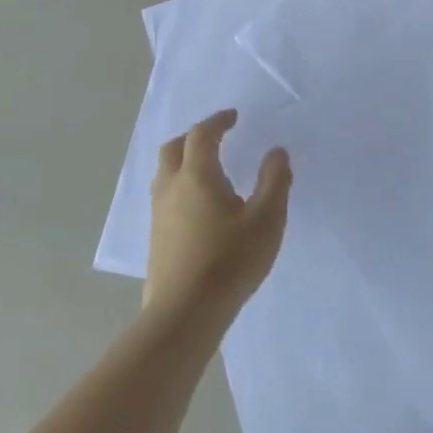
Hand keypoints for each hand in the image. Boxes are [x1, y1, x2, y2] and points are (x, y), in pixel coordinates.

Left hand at [146, 110, 290, 321]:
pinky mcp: (156, 239)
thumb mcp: (266, 219)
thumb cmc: (230, 261)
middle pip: (174, 149)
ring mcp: (159, 215)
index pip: (202, 135)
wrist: (185, 314)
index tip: (233, 117)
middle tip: (216, 137)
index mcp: (197, 176)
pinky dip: (180, 185)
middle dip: (194, 136)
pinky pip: (164, 197)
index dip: (217, 122)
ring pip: (164, 174)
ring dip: (183, 160)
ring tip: (207, 168)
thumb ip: (274, 181)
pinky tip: (198, 206)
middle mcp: (172, 188)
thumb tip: (276, 152)